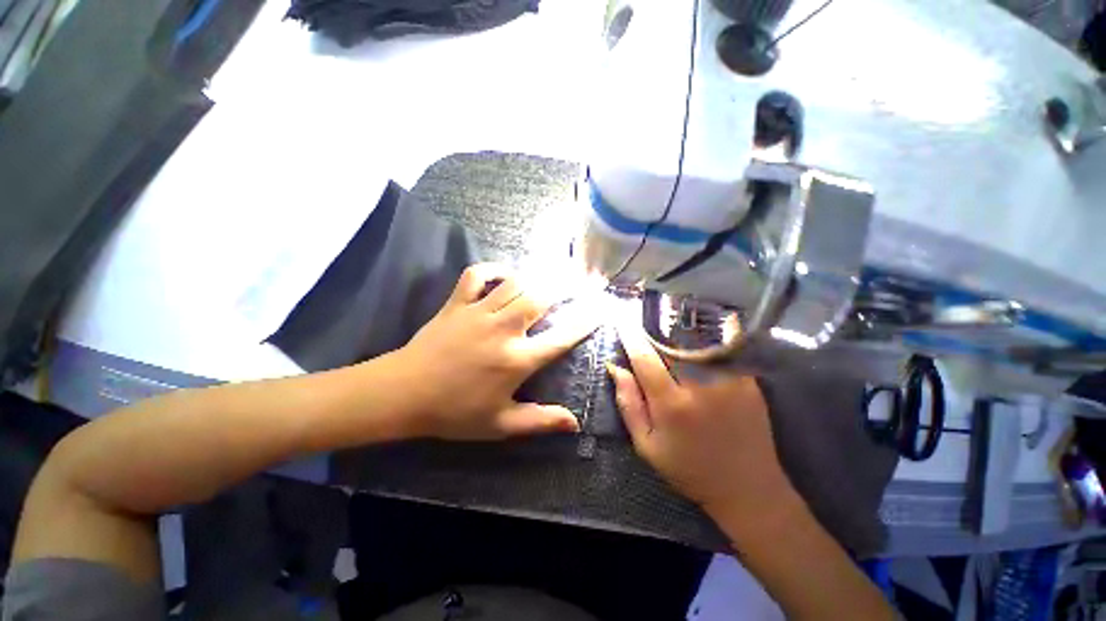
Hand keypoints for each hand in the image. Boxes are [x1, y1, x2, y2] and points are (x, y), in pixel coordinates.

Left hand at [394, 263, 600, 440]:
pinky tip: (506, 273)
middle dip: (564, 288)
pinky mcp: (458, 303)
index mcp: (516, 360)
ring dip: (537, 278)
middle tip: (579, 283)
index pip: (560, 338)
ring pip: (516, 284)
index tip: (599, 310)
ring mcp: (479, 312)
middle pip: (540, 298)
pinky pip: (478, 275)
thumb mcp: (500, 424)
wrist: (404, 394)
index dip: (583, 323)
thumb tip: (574, 423)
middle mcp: (503, 330)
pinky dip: (494, 269)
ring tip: (551, 277)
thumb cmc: (454, 412)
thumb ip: (540, 422)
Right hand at [607, 321, 797, 528]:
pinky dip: (709, 337)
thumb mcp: (647, 446)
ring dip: (681, 329)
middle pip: (672, 343)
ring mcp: (729, 381)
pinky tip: (701, 333)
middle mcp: (701, 387)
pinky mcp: (748, 381)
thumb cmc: (689, 469)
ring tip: (670, 319)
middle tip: (645, 321)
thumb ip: (629, 404)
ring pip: (698, 341)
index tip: (622, 323)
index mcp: (671, 404)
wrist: (748, 489)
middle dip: (656, 329)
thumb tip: (615, 368)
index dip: (631, 338)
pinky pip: (724, 349)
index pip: (645, 359)